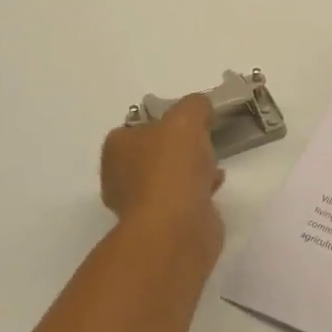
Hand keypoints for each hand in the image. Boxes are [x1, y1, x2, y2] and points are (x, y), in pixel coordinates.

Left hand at [100, 95, 225, 256]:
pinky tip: (215, 184)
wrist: (177, 226)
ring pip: (168, 176)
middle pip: (154, 152)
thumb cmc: (172, 166)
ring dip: (190, 170)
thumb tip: (201, 108)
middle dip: (178, 147)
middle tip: (203, 139)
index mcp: (117, 147)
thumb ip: (195, 105)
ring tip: (213, 162)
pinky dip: (198, 190)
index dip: (164, 120)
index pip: (138, 126)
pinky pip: (182, 198)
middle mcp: (121, 175)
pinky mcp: (162, 224)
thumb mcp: (186, 117)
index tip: (190, 120)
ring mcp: (141, 203)